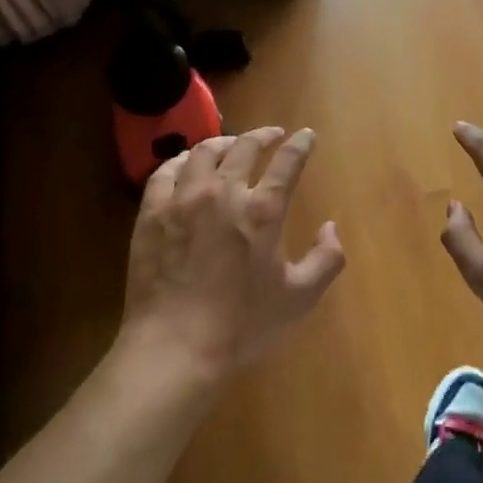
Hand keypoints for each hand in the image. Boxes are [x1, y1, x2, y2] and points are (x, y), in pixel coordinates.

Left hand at [118, 126, 345, 382]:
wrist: (175, 347)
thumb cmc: (242, 325)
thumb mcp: (299, 297)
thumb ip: (326, 259)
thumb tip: (331, 227)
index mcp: (263, 210)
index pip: (287, 162)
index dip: (300, 144)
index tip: (307, 135)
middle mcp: (223, 192)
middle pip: (244, 147)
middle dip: (262, 135)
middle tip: (271, 135)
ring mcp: (183, 199)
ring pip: (203, 152)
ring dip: (223, 143)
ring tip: (230, 146)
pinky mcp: (152, 212)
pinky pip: (165, 172)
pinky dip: (181, 161)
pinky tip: (186, 165)